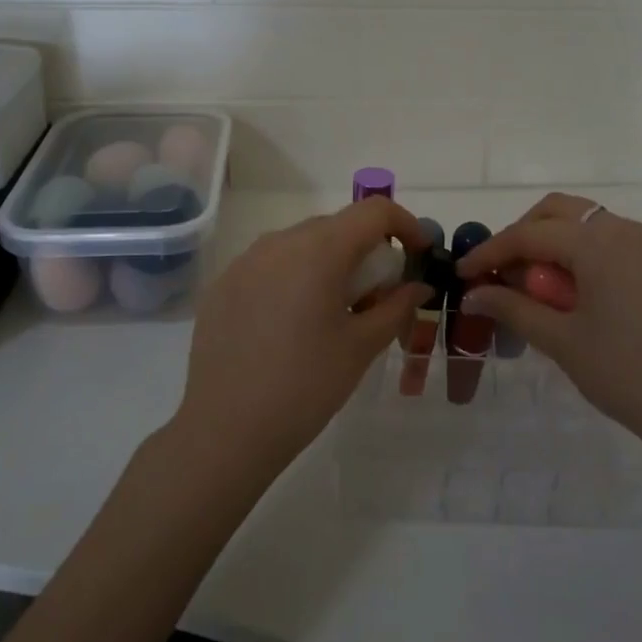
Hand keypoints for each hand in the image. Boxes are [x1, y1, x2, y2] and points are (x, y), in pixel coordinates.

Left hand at [175, 198, 430, 482]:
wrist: (226, 430)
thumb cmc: (306, 386)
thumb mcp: (362, 346)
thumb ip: (396, 306)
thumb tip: (417, 286)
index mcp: (319, 250)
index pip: (374, 211)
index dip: (405, 225)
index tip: (419, 255)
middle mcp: (279, 242)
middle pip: (336, 226)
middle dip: (367, 250)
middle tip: (378, 294)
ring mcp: (244, 261)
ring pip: (301, 244)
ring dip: (329, 263)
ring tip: (334, 310)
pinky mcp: (223, 285)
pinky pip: (269, 265)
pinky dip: (294, 278)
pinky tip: (291, 324)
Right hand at [457, 193, 641, 462]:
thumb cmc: (628, 373)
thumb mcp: (563, 341)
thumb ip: (514, 309)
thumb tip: (473, 295)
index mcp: (598, 242)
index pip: (529, 234)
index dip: (490, 252)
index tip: (463, 275)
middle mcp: (625, 231)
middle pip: (559, 213)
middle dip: (523, 235)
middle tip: (501, 273)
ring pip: (588, 226)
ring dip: (554, 245)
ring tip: (536, 289)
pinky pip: (613, 245)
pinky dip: (584, 257)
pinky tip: (575, 297)